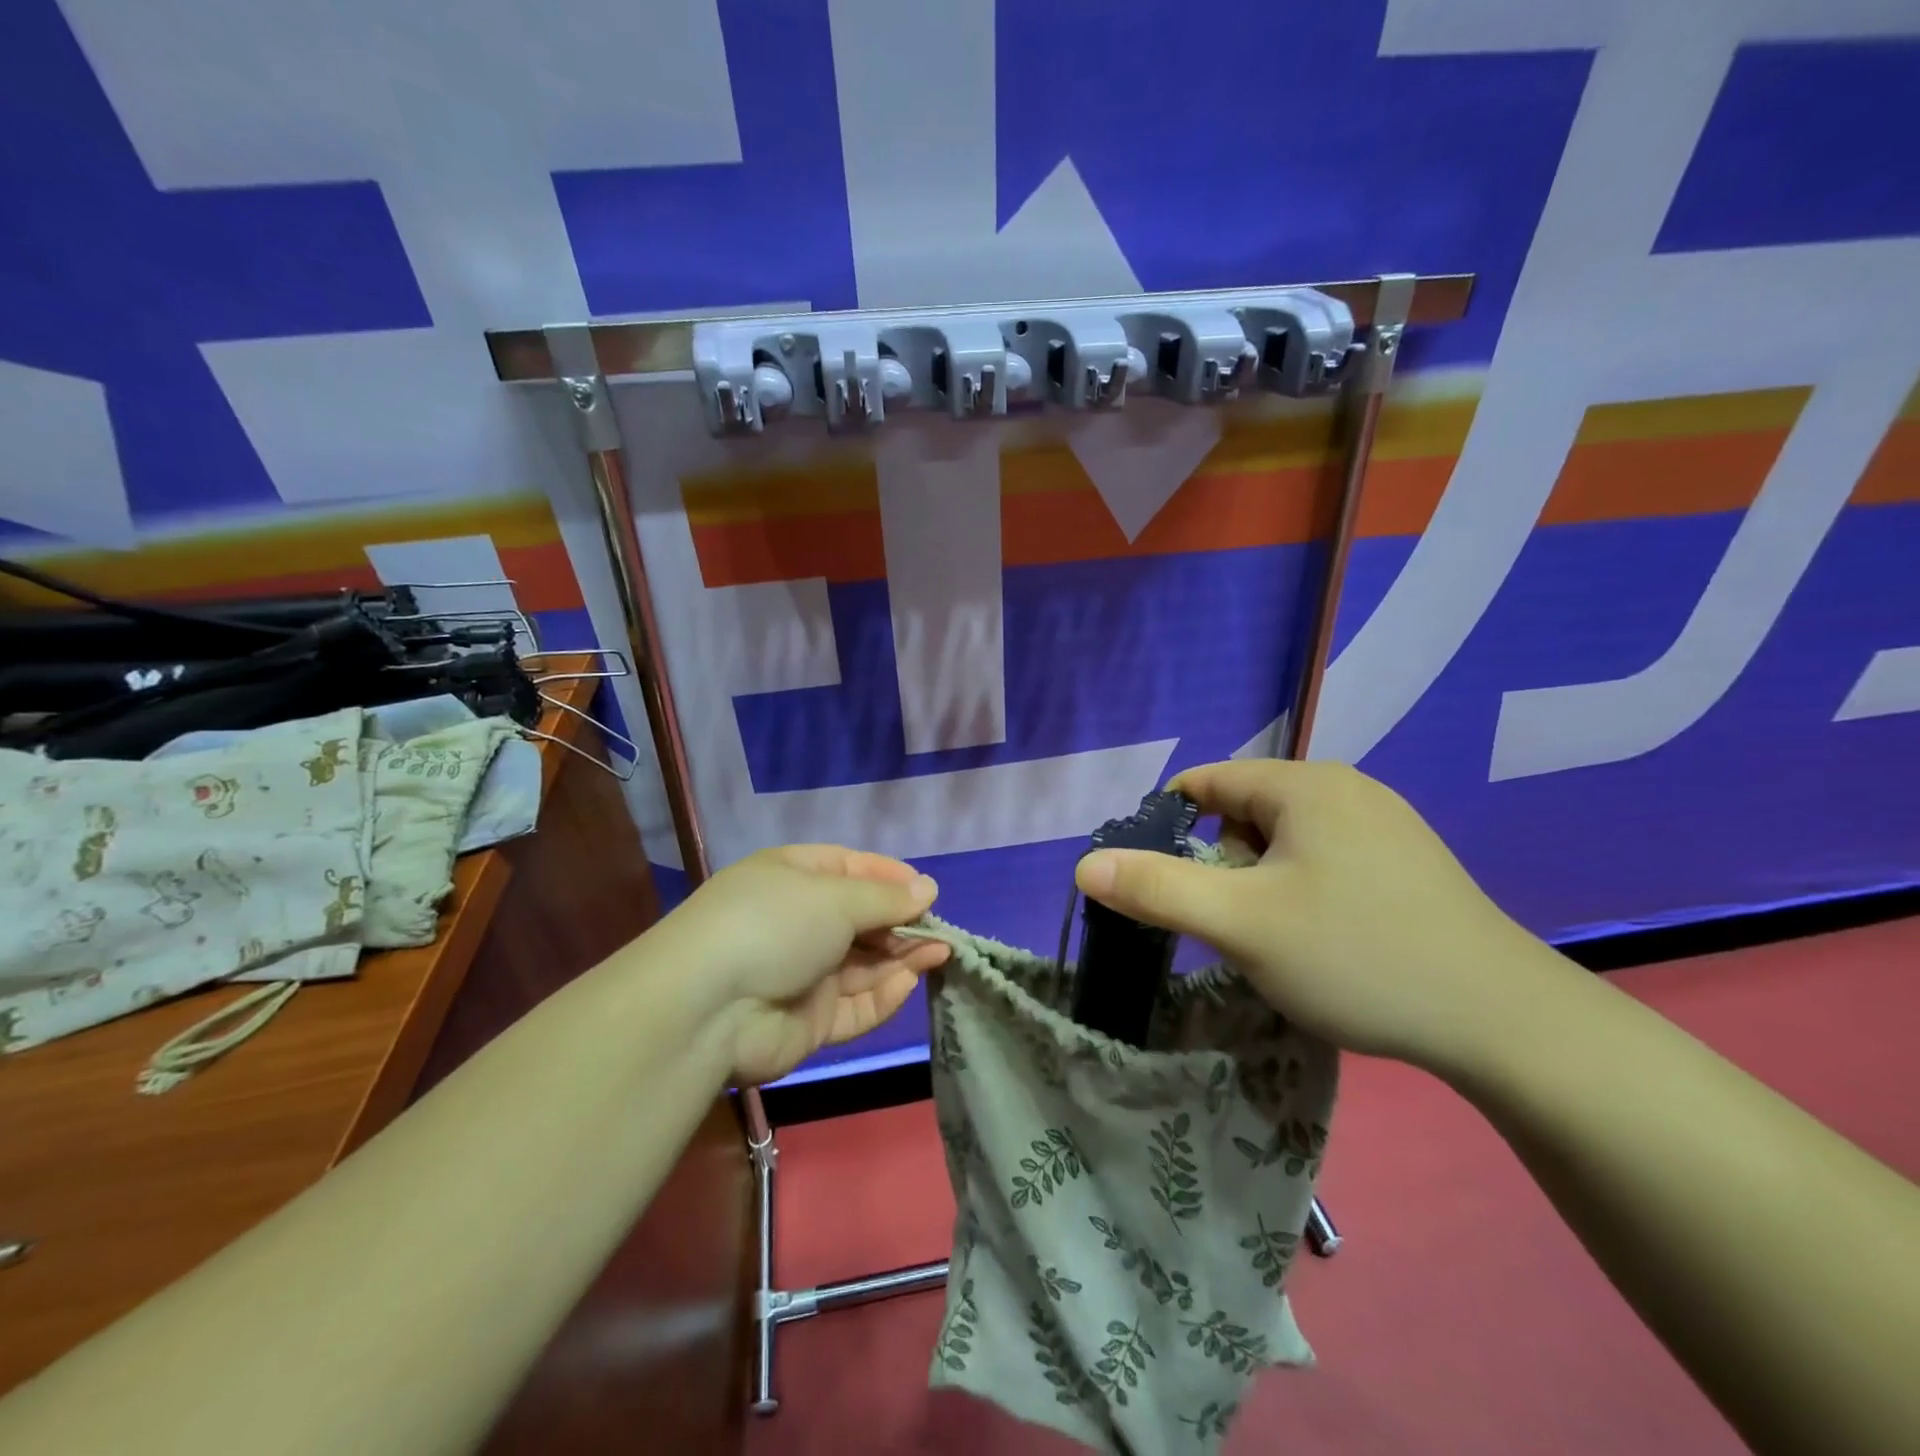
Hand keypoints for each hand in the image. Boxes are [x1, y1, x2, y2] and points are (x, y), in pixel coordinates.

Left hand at [660, 845, 949, 1085]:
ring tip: (942, 951)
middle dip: (901, 922)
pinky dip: (883, 995)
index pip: (851, 869)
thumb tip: (928, 888)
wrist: (707, 1008)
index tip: (927, 891)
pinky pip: (855, 1004)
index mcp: (794, 877)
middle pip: (861, 919)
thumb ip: (886, 898)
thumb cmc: (773, 925)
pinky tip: (910, 981)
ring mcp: (803, 972)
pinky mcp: (809, 1020)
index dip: (890, 878)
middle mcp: (799, 921)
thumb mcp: (835, 897)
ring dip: (902, 957)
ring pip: (864, 963)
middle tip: (941, 929)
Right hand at [1075, 760, 1567, 1075]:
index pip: (1204, 783)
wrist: (1505, 1022)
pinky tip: (1326, 939)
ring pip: (1284, 839)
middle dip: (1220, 864)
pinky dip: (1302, 890)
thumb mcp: (1241, 924)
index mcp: (1303, 784)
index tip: (1162, 885)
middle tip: (1232, 924)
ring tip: (1279, 938)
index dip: (1168, 829)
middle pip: (1242, 811)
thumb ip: (1157, 889)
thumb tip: (1086, 865)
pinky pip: (1324, 858)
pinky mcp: (1407, 860)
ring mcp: (1383, 823)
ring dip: (1260, 881)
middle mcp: (1344, 788)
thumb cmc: (1357, 957)